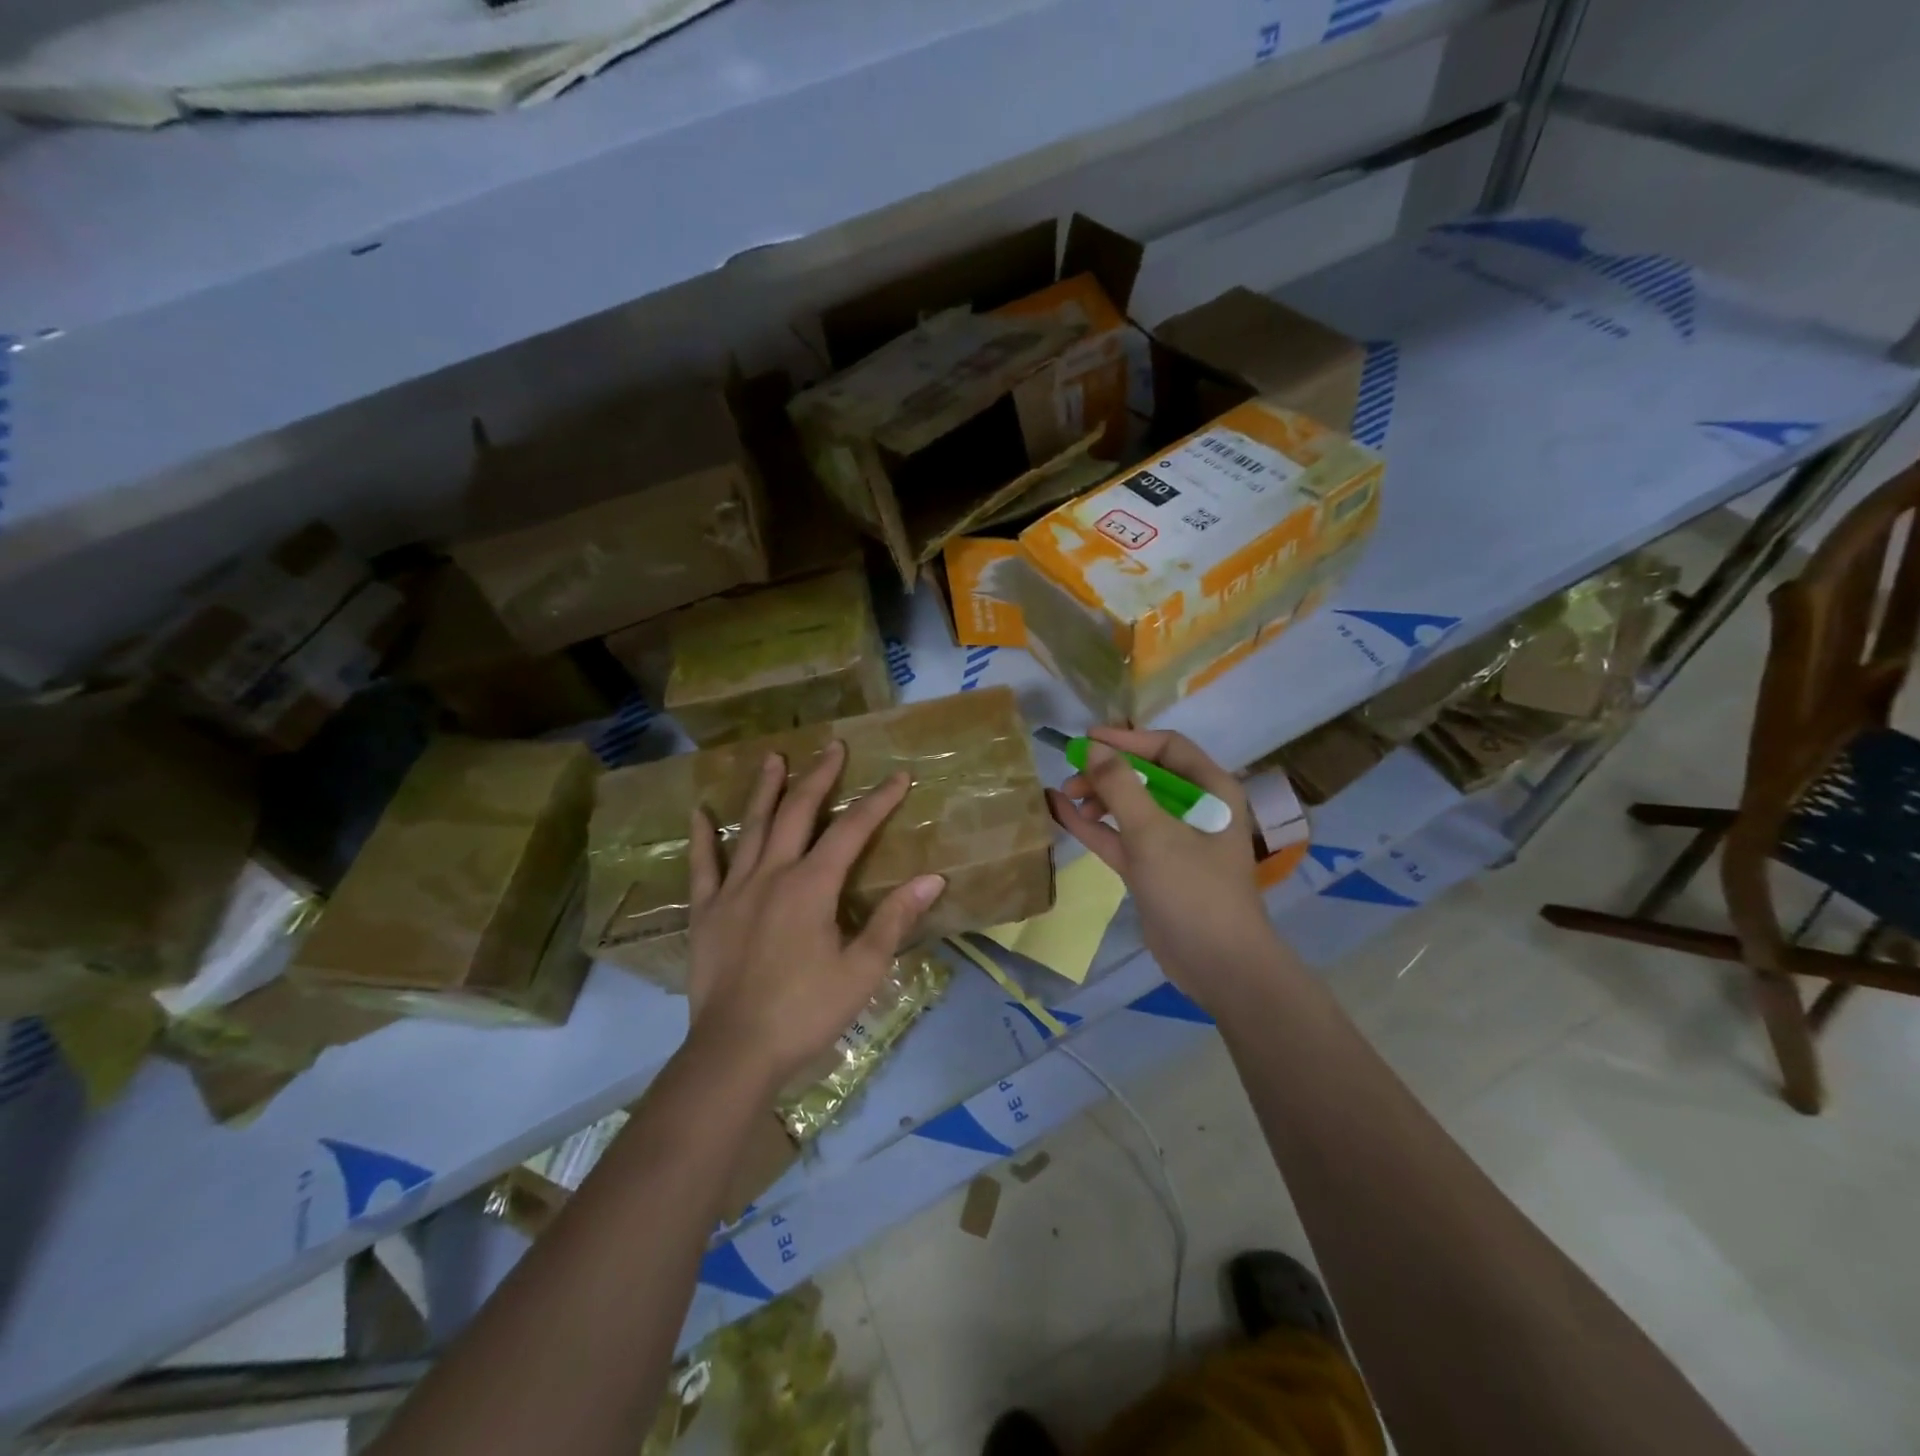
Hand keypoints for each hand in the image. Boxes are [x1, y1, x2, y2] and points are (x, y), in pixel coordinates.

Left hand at [685, 740, 945, 1091]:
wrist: (735, 1052)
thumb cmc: (805, 1012)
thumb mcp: (862, 970)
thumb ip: (893, 919)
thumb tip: (932, 878)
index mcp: (812, 886)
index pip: (852, 830)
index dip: (878, 800)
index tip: (899, 775)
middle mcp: (772, 874)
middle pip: (799, 812)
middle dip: (819, 777)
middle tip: (832, 746)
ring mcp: (734, 890)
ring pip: (752, 827)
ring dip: (765, 790)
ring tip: (774, 757)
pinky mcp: (707, 912)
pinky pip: (703, 866)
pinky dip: (702, 837)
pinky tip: (700, 812)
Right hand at [1047, 726, 1280, 1011]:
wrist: (1217, 964)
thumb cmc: (1193, 888)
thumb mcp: (1153, 833)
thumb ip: (1120, 786)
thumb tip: (1092, 747)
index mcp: (1211, 790)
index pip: (1167, 748)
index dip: (1126, 740)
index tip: (1086, 740)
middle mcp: (1194, 809)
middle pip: (1145, 775)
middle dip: (1106, 772)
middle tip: (1071, 777)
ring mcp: (1172, 840)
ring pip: (1129, 806)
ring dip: (1097, 798)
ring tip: (1065, 798)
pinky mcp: (1153, 867)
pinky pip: (1120, 836)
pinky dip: (1093, 825)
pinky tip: (1060, 813)